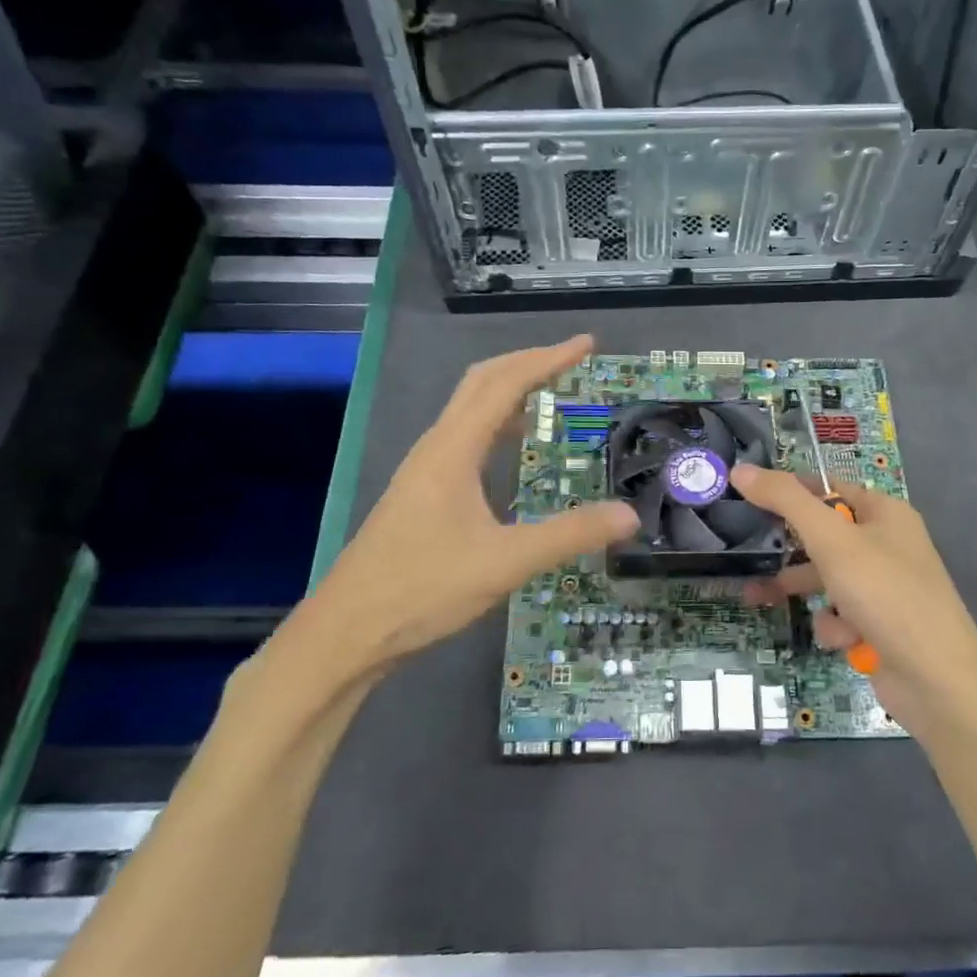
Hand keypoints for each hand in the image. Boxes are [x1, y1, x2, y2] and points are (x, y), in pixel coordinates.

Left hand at [266, 336, 637, 695]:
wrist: (347, 631)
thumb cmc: (422, 589)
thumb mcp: (505, 562)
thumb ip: (570, 536)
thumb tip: (629, 515)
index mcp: (453, 450)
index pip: (504, 384)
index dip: (547, 359)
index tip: (586, 345)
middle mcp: (436, 448)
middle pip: (481, 383)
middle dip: (527, 363)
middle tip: (572, 360)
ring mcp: (424, 470)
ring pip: (469, 410)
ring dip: (509, 391)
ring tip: (550, 393)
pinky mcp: (421, 494)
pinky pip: (464, 438)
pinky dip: (496, 424)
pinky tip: (512, 450)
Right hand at [733, 464, 976, 730]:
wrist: (937, 679)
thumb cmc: (885, 594)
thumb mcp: (831, 539)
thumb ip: (785, 501)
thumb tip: (741, 469)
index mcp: (885, 513)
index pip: (829, 488)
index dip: (791, 490)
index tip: (749, 497)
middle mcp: (888, 545)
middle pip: (824, 535)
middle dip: (788, 549)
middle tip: (749, 550)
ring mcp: (885, 588)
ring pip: (827, 578)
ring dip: (802, 590)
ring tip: (757, 598)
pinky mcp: (881, 625)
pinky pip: (842, 614)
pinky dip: (836, 626)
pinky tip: (843, 638)